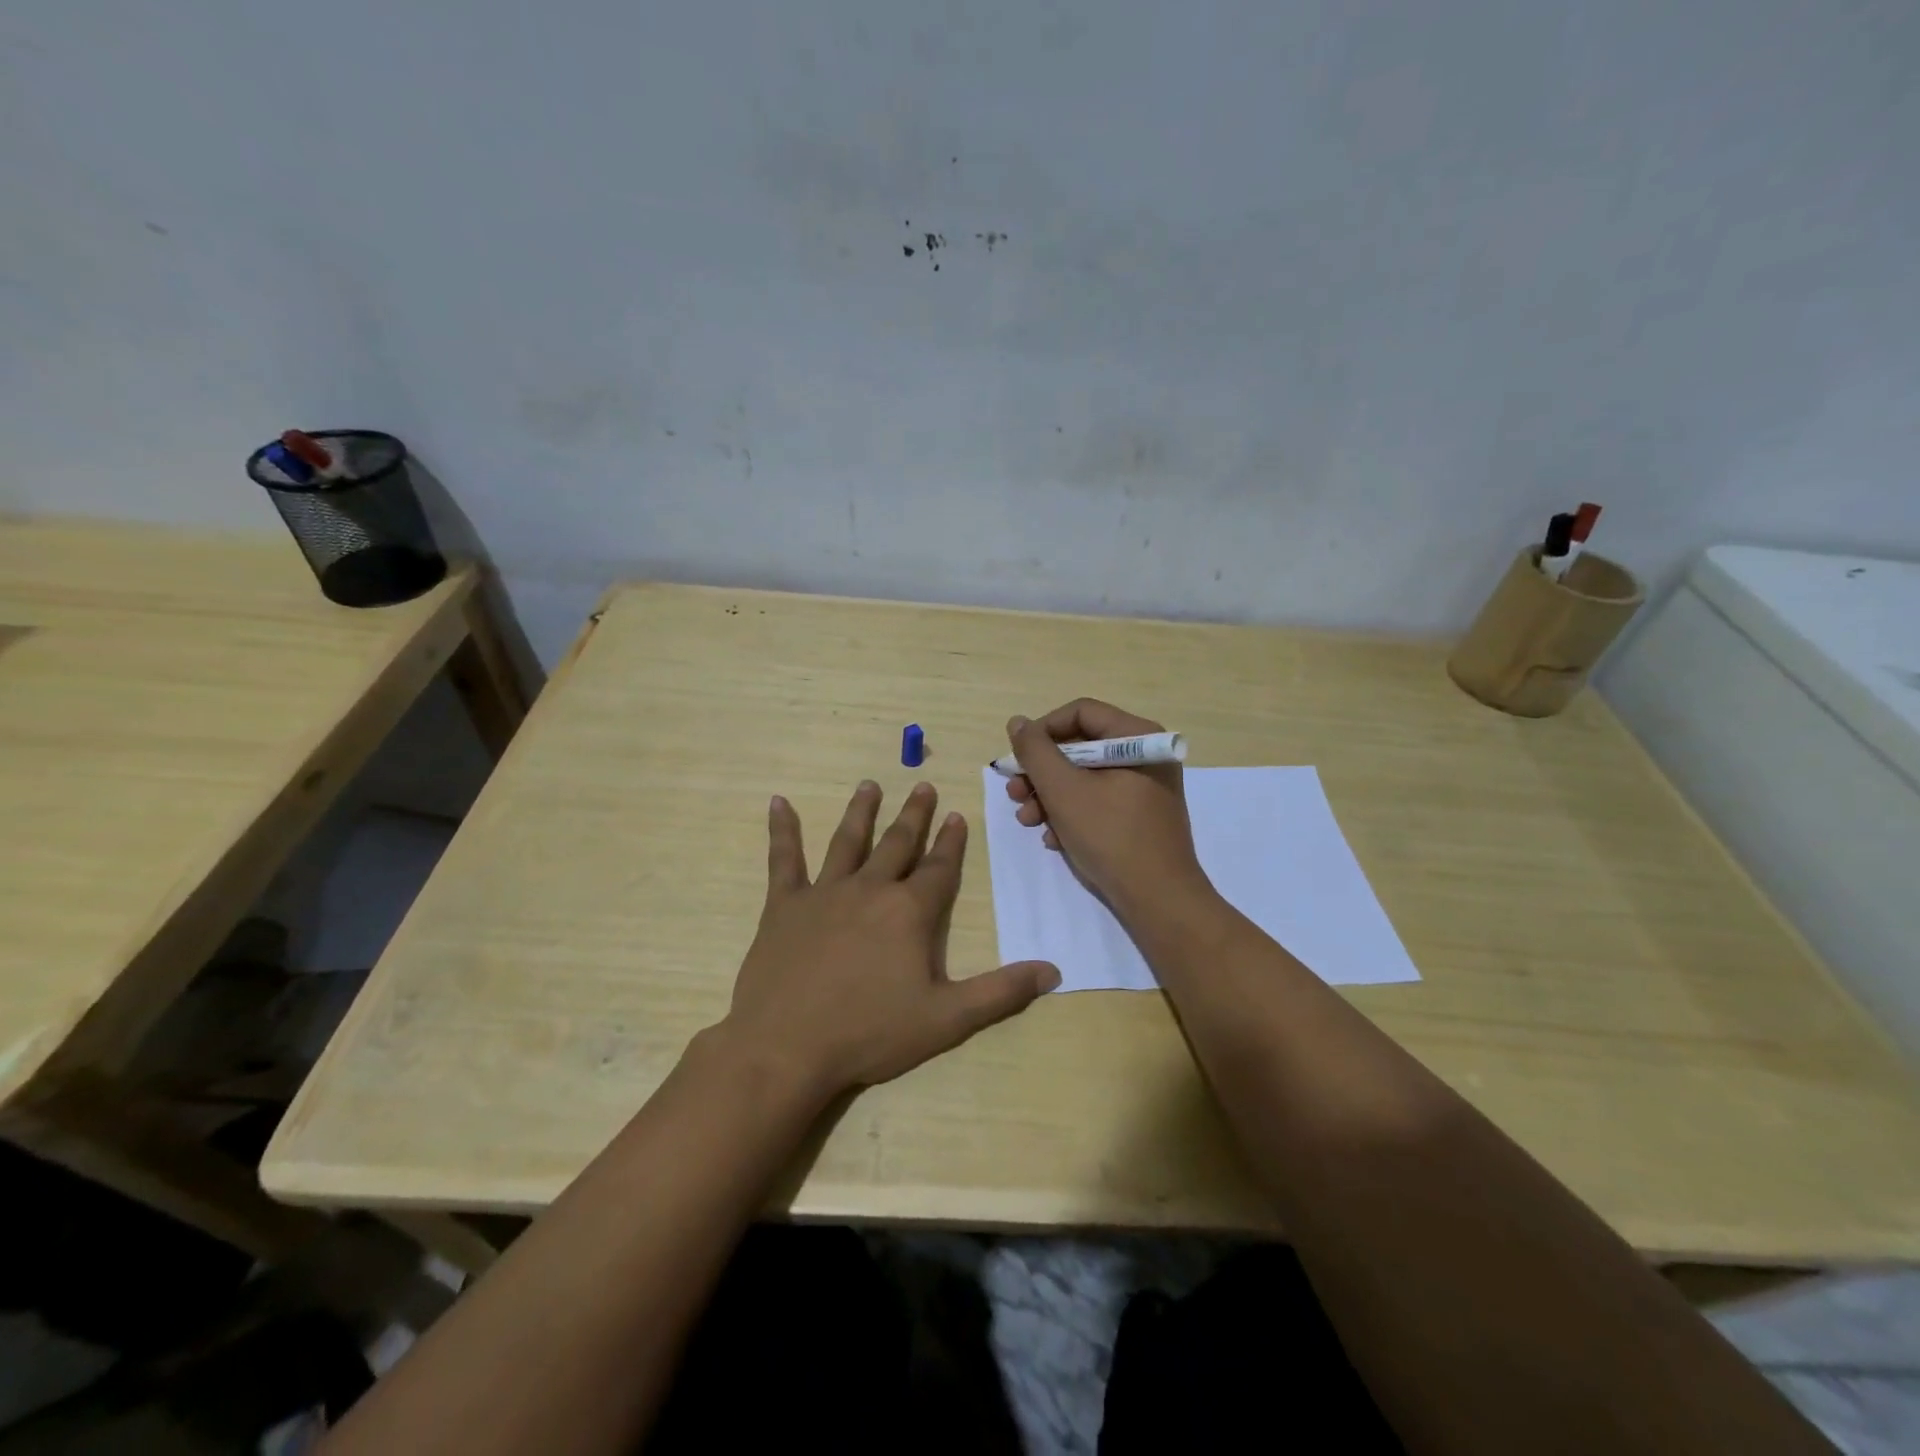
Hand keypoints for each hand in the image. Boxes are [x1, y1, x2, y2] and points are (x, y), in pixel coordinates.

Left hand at [721, 780, 1059, 1100]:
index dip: (951, 842)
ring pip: (848, 841)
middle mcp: (870, 890)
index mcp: (909, 912)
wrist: (787, 1047)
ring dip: (861, 812)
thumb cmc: (870, 1033)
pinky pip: (784, 859)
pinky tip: (778, 802)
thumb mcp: (946, 1019)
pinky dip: (782, 829)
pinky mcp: (784, 905)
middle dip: (914, 815)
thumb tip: (1052, 971)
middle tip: (923, 786)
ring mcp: (824, 893)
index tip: (957, 814)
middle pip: (897, 844)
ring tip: (870, 785)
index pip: (939, 868)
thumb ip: (1000, 992)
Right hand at [1005, 699, 1211, 919]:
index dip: (1042, 731)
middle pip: (1080, 746)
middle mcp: (1145, 754)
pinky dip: (1071, 814)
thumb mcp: (1063, 790)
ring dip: (1050, 796)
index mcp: (1137, 737)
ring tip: (1029, 821)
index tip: (1017, 758)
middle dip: (1041, 772)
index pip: (1080, 712)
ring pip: (1085, 777)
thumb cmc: (1111, 836)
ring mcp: (1145, 787)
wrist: (1159, 900)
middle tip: (1015, 794)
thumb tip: (1018, 723)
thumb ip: (1035, 751)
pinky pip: (1098, 800)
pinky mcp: (1140, 815)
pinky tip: (1054, 838)